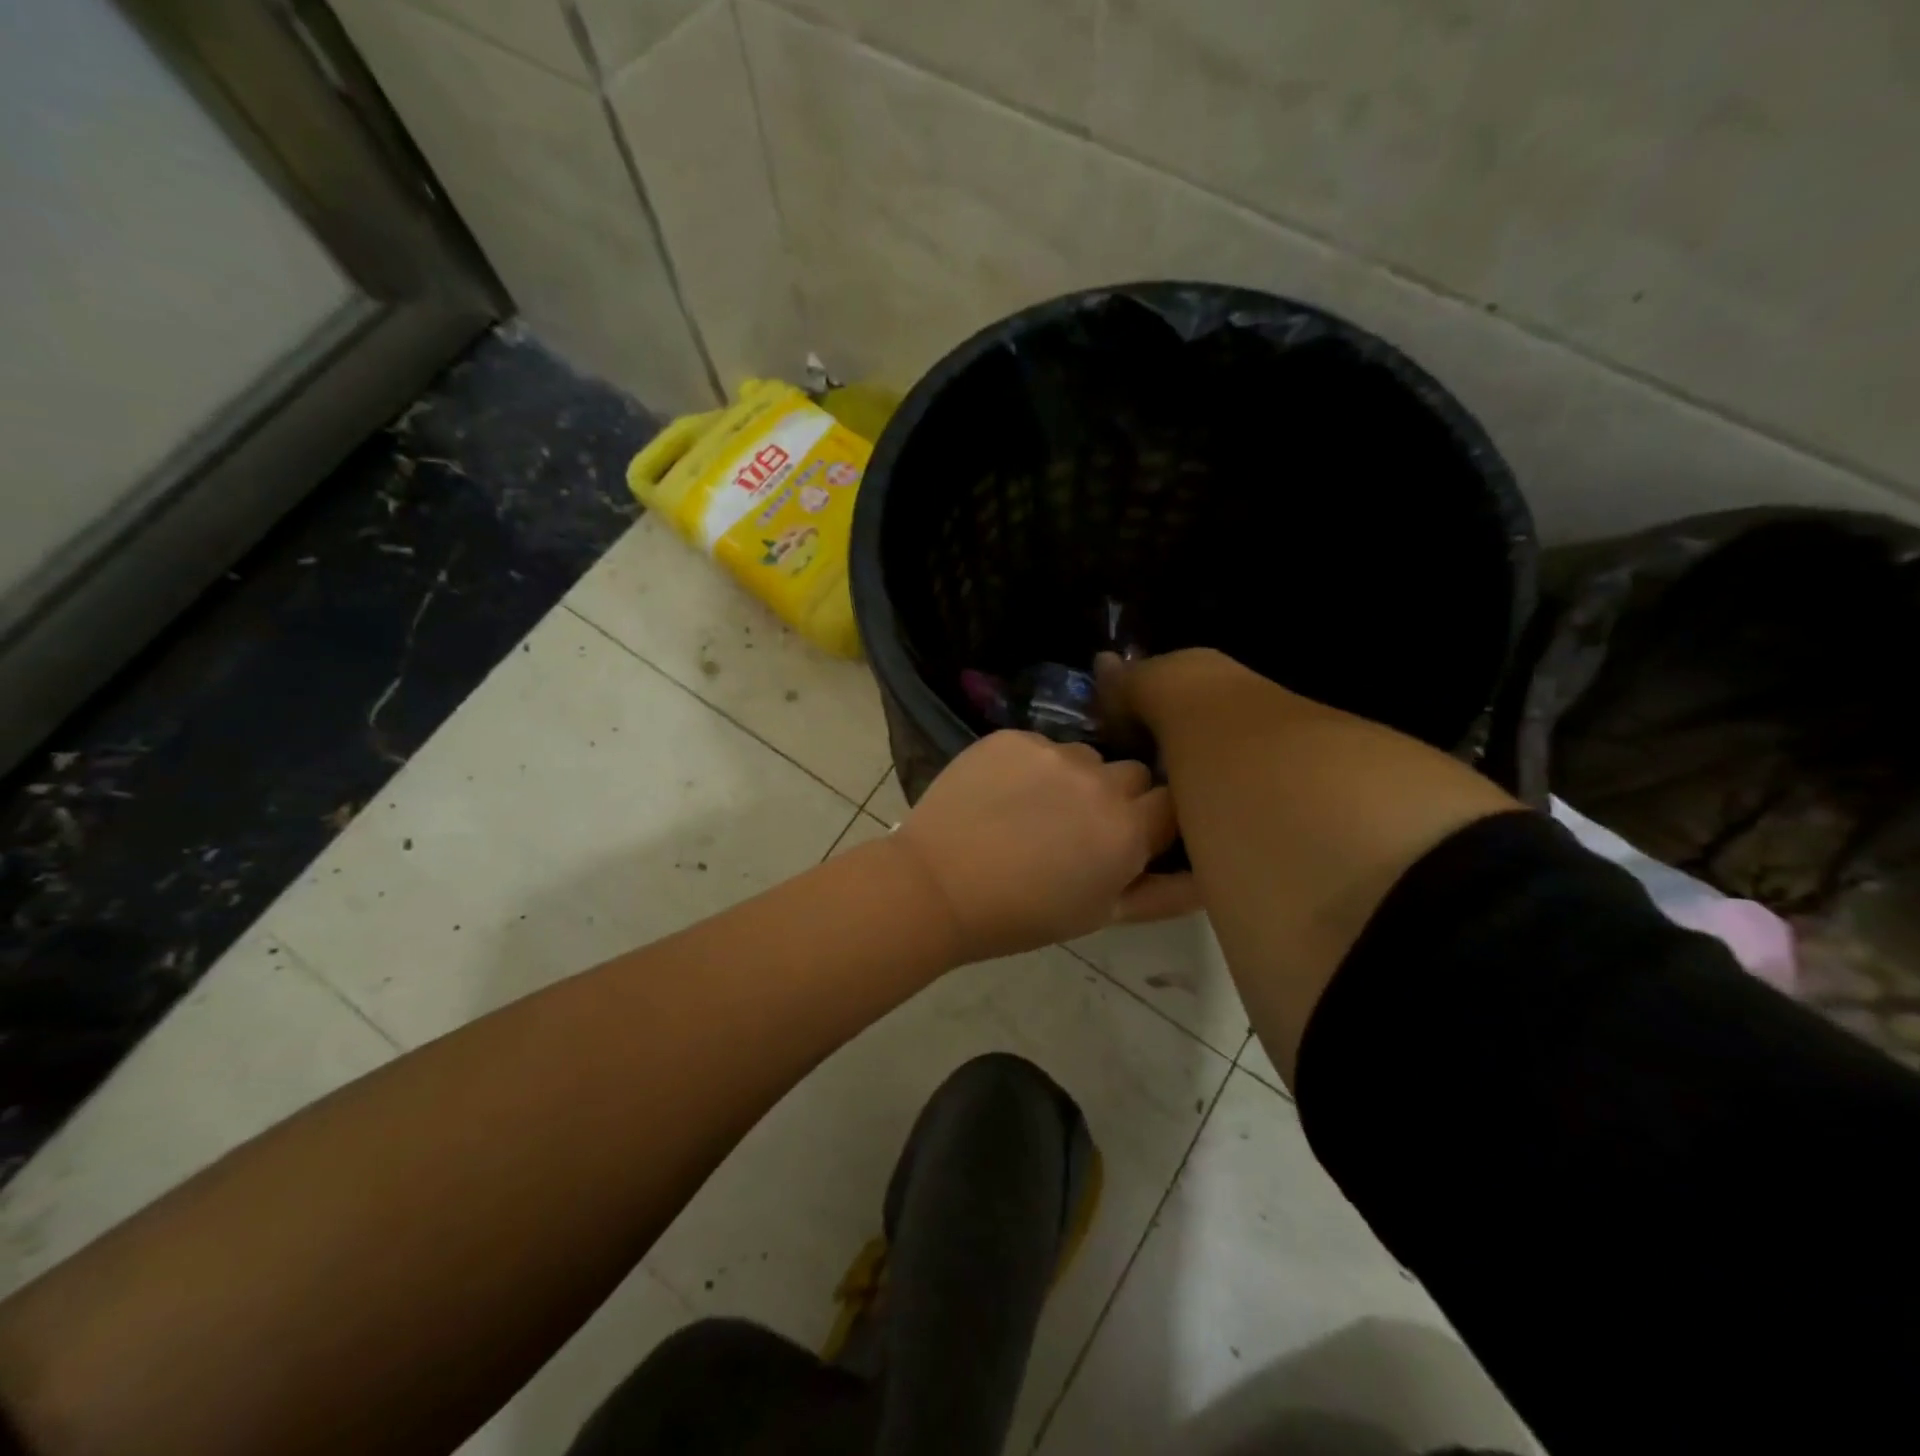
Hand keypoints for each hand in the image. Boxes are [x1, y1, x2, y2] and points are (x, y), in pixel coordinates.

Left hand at [890, 731, 1198, 963]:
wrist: (936, 886)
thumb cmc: (1022, 914)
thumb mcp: (1101, 914)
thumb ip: (1166, 894)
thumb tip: (1212, 876)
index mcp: (1128, 829)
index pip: (1173, 802)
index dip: (1155, 821)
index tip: (1134, 836)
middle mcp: (1100, 780)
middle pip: (1134, 774)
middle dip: (1119, 797)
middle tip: (1079, 829)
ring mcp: (1053, 751)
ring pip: (1087, 756)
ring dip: (1076, 778)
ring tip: (1036, 811)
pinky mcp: (1012, 736)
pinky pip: (1041, 744)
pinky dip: (1034, 764)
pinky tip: (1004, 793)